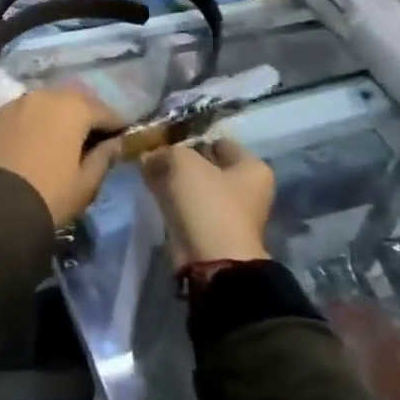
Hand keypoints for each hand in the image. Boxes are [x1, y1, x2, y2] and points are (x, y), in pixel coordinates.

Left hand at [0, 88, 121, 226]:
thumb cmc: (51, 194)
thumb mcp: (86, 183)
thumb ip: (104, 157)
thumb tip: (115, 143)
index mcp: (73, 108)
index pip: (104, 111)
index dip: (116, 124)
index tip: (122, 136)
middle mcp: (45, 96)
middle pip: (74, 99)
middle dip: (87, 113)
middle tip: (93, 134)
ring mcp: (17, 103)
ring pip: (46, 101)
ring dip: (58, 113)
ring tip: (62, 135)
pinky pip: (23, 111)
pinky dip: (34, 119)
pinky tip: (34, 137)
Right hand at [140, 137, 274, 267]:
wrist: (211, 262)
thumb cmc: (208, 203)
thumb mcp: (184, 163)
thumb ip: (166, 152)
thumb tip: (150, 156)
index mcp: (253, 168)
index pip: (219, 142)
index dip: (192, 137)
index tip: (166, 137)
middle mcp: (246, 189)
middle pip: (206, 164)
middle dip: (179, 159)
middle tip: (152, 152)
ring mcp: (228, 212)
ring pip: (193, 186)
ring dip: (172, 178)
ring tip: (146, 169)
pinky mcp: (209, 231)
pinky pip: (186, 206)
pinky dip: (170, 198)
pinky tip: (150, 188)